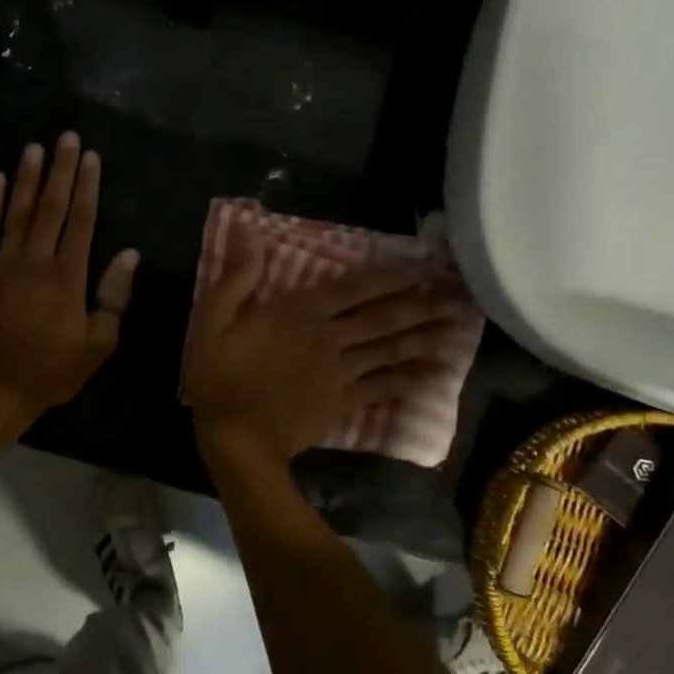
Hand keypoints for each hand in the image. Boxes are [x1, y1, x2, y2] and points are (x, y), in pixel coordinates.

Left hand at [0, 132, 138, 442]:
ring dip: (26, 177)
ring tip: (33, 147)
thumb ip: (113, 297)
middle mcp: (35, 260)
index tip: (91, 157)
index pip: (82, 220)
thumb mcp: (97, 344)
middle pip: (51, 206)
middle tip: (65, 136)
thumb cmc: (50, 371)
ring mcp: (1, 263)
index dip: (88, 186)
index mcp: (68, 276)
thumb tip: (129, 254)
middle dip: (60, 169)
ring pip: (17, 210)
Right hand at [185, 229, 460, 463]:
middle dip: (423, 303)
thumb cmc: (221, 376)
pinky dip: (411, 380)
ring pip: (391, 350)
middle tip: (460, 293)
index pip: (355, 287)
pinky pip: (384, 387)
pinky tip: (435, 375)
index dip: (391, 275)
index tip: (424, 264)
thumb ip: (237, 278)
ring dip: (426, 336)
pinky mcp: (344, 402)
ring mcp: (342, 372)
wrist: (237, 440)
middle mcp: (330, 337)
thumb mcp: (213, 321)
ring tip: (459, 327)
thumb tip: (249, 233)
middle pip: (384, 317)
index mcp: (301, 313)